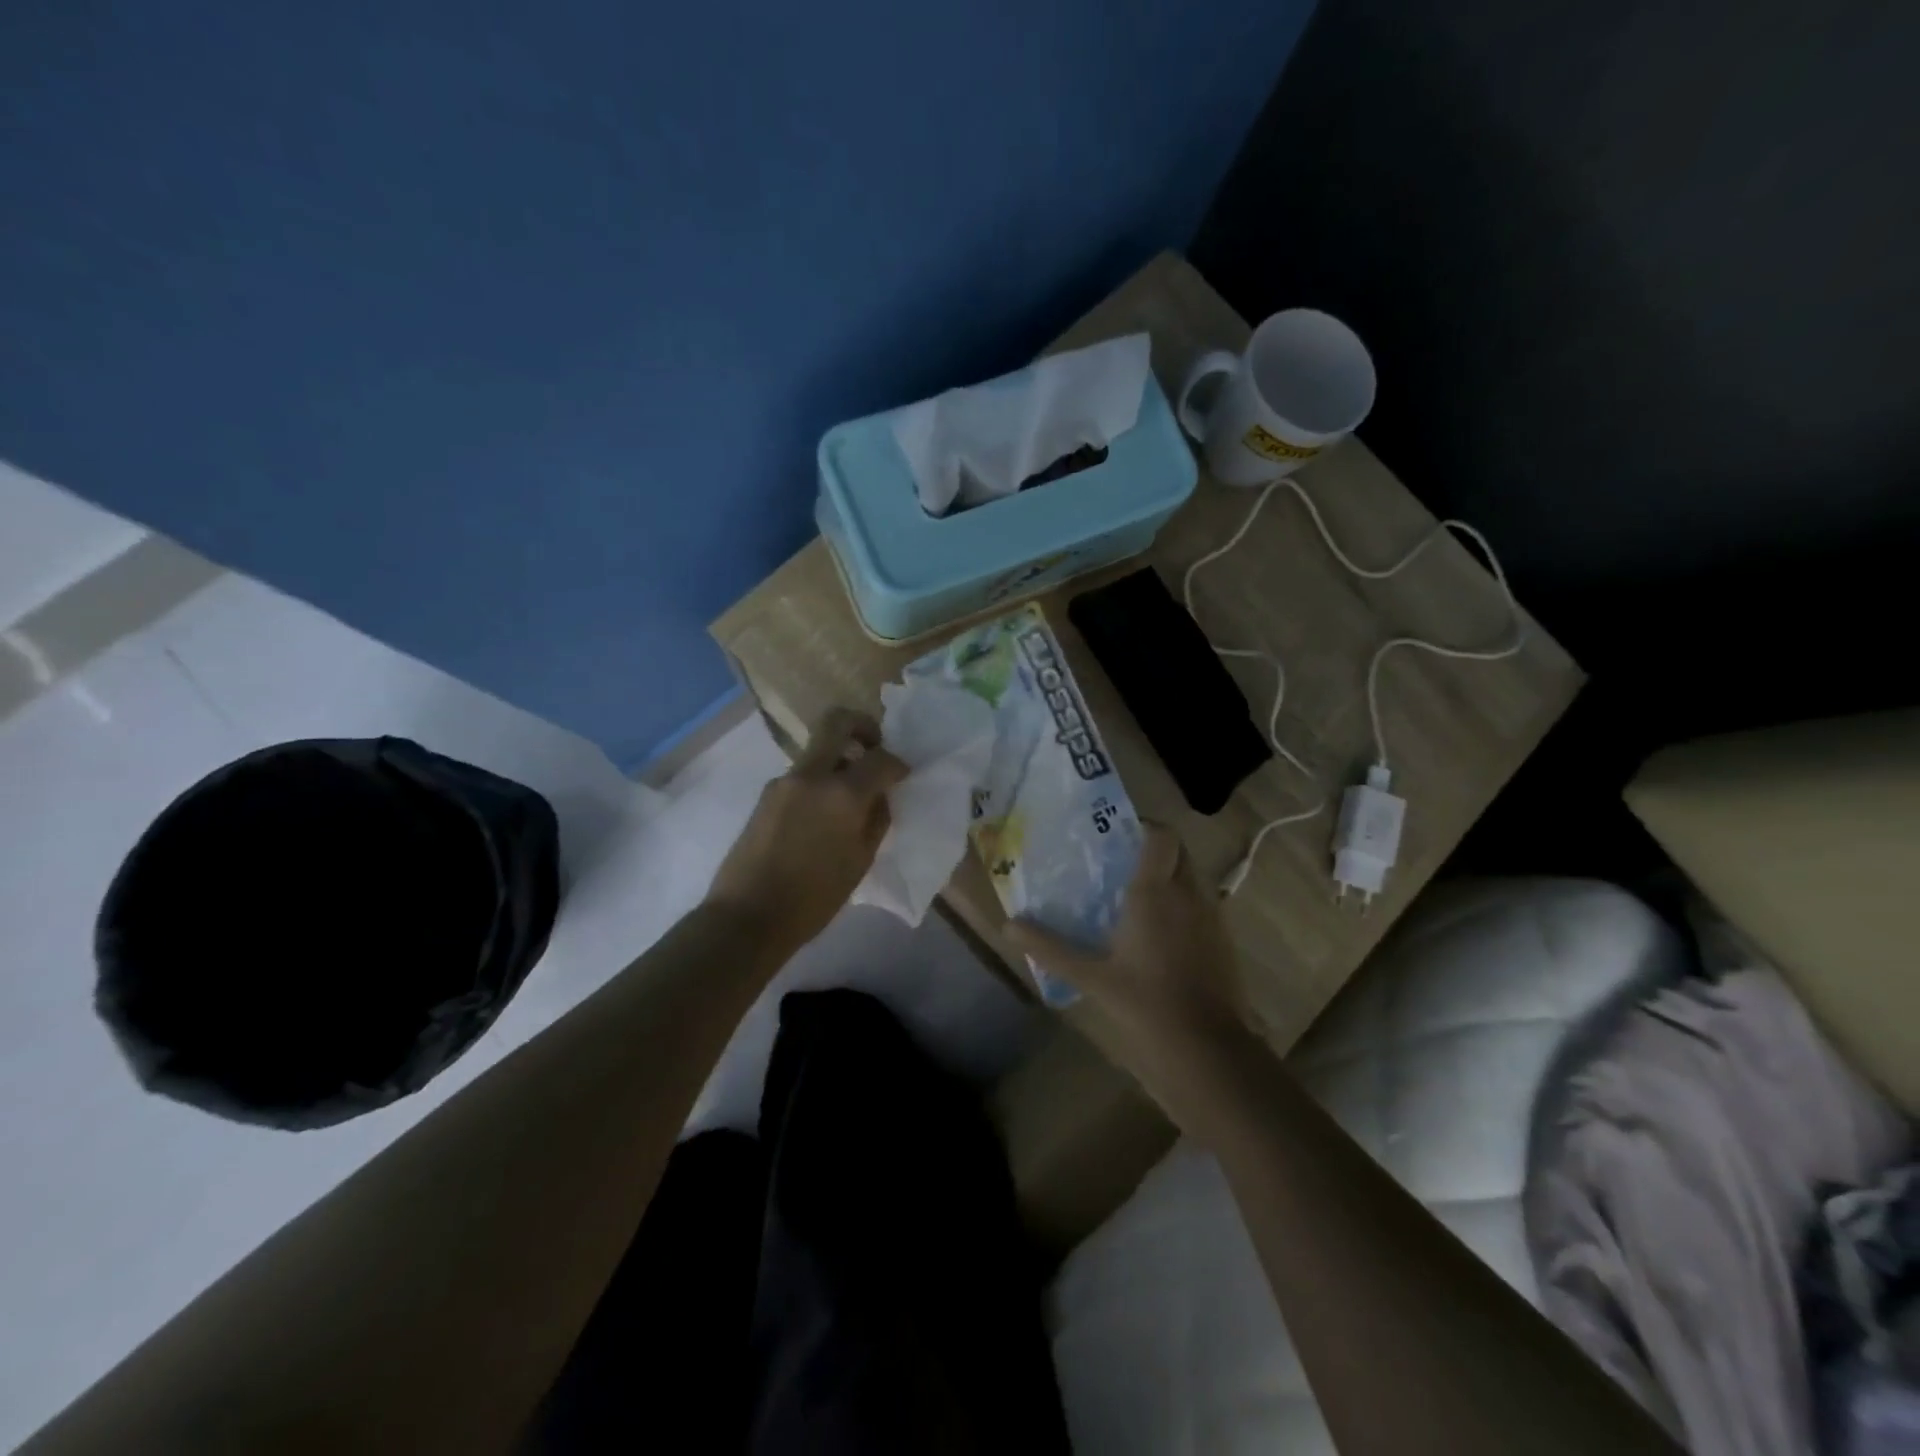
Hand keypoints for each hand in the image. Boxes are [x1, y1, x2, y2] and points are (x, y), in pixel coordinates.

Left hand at [706, 708, 907, 953]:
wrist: (748, 916)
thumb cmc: (814, 898)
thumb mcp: (860, 861)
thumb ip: (876, 820)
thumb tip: (880, 796)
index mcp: (842, 794)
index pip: (880, 758)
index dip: (898, 763)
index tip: (903, 775)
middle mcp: (811, 775)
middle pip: (837, 722)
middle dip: (862, 726)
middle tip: (875, 746)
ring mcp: (783, 781)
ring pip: (818, 751)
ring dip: (839, 760)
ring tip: (850, 797)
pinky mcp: (766, 795)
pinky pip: (802, 776)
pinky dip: (820, 782)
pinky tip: (823, 817)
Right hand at [1008, 822, 1250, 1110]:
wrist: (1208, 1048)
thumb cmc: (1145, 1003)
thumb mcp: (1091, 977)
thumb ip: (1050, 948)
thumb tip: (1008, 927)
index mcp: (1155, 891)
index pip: (1161, 835)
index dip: (1143, 826)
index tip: (1116, 834)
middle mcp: (1188, 893)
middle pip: (1179, 851)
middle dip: (1154, 849)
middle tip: (1121, 863)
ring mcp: (1212, 915)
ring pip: (1192, 877)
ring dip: (1170, 876)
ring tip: (1136, 894)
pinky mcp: (1224, 939)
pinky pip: (1203, 904)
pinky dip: (1184, 903)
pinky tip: (1161, 931)